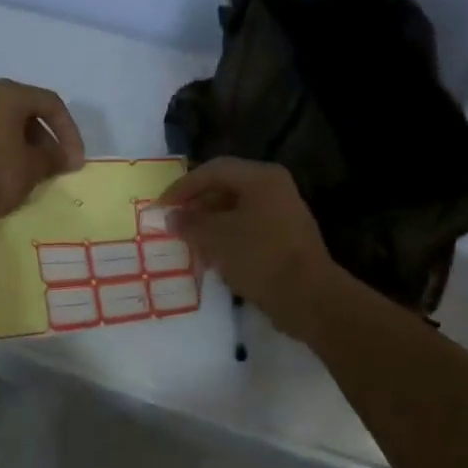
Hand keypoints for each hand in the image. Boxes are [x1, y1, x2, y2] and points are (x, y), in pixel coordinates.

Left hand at [0, 79, 85, 241]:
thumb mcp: (34, 168)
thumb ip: (54, 157)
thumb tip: (63, 156)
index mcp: (5, 95)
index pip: (49, 103)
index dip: (69, 132)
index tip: (75, 161)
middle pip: (22, 111)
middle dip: (43, 138)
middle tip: (53, 165)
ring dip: (18, 144)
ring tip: (29, 171)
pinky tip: (1, 175)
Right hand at [159, 158, 339, 336]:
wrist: (307, 296)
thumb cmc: (258, 256)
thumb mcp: (215, 237)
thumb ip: (189, 223)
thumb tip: (171, 217)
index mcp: (261, 177)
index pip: (213, 170)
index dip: (182, 186)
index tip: (161, 205)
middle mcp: (274, 188)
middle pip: (226, 188)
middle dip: (196, 205)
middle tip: (173, 223)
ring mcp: (282, 214)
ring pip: (236, 211)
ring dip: (209, 224)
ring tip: (187, 241)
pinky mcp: (284, 239)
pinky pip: (248, 230)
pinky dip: (226, 238)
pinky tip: (211, 256)